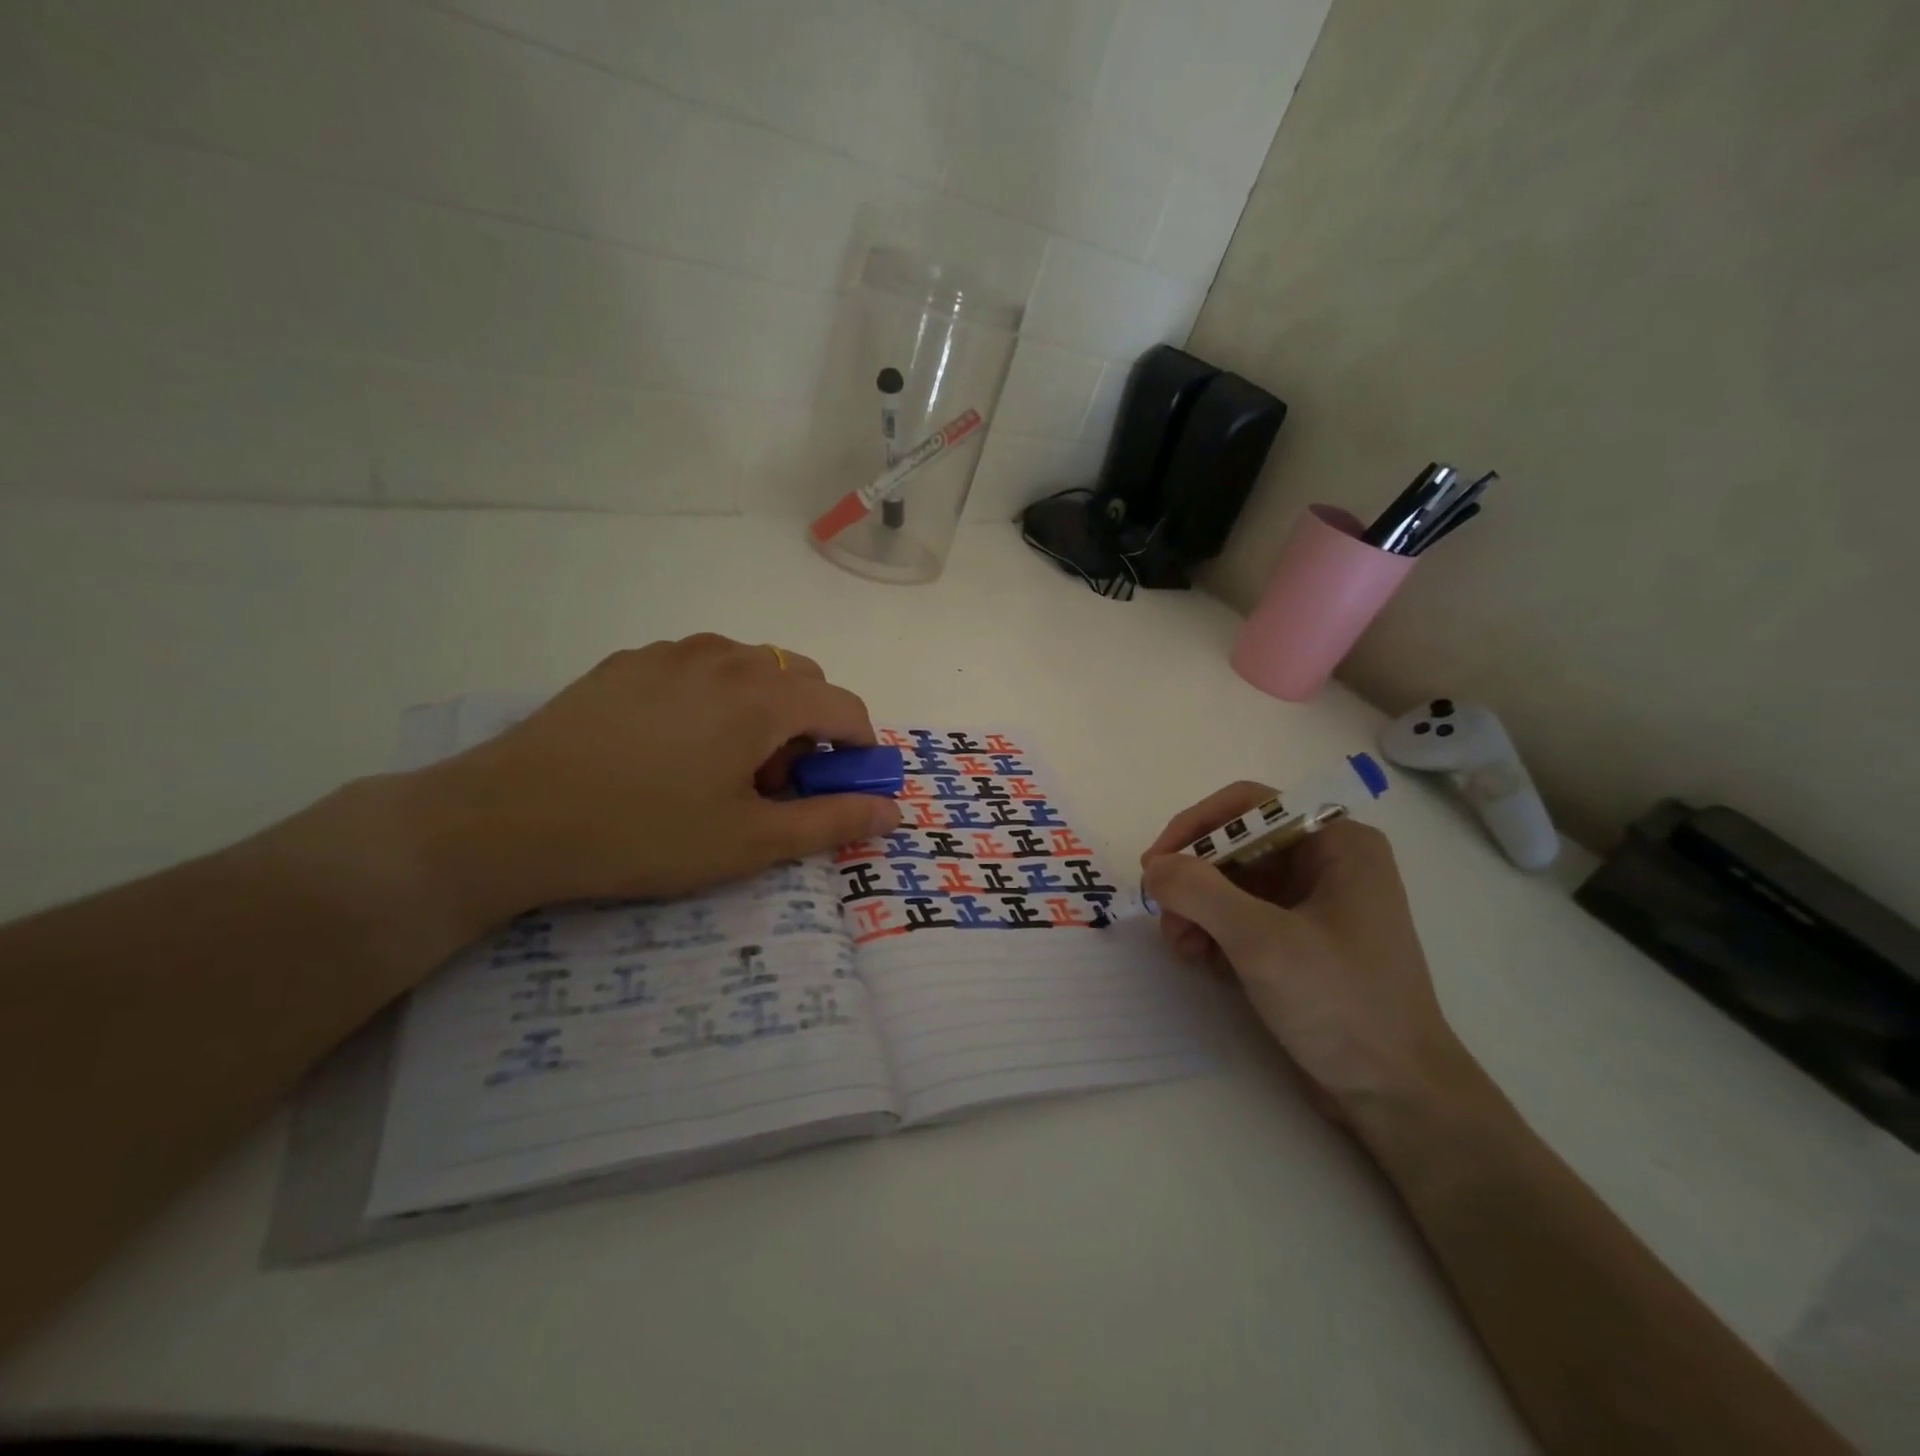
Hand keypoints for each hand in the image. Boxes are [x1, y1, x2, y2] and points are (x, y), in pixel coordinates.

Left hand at [403, 636, 901, 925]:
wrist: (509, 817)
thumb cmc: (646, 833)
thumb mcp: (751, 842)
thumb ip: (832, 821)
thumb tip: (892, 810)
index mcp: (764, 696)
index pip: (845, 707)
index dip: (859, 750)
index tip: (841, 789)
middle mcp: (726, 657)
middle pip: (801, 680)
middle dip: (809, 729)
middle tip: (774, 784)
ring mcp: (671, 652)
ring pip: (750, 668)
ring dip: (764, 709)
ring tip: (723, 765)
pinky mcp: (627, 661)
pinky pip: (699, 667)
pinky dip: (716, 697)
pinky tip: (674, 746)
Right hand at [1140, 783, 1470, 1121]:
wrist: (1397, 1095)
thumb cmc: (1342, 1004)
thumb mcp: (1263, 941)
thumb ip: (1200, 892)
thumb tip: (1154, 868)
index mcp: (1336, 843)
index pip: (1248, 805)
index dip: (1194, 827)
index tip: (1155, 865)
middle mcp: (1326, 862)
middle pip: (1236, 845)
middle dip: (1194, 880)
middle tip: (1164, 917)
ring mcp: (1314, 903)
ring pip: (1233, 883)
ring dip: (1197, 909)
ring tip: (1182, 948)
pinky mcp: (1302, 940)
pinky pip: (1242, 916)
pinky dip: (1215, 932)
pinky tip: (1203, 962)